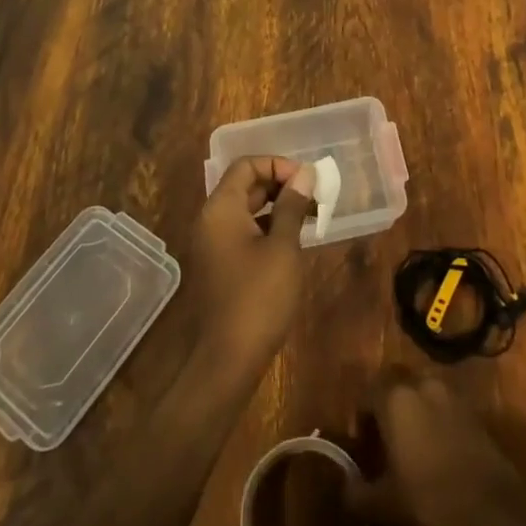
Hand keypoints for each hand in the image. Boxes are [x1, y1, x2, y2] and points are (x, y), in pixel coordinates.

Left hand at [189, 155, 316, 373]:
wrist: (228, 360)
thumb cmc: (259, 298)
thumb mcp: (283, 247)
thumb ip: (293, 206)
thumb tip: (305, 174)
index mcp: (220, 209)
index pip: (246, 165)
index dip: (278, 165)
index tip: (307, 180)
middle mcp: (211, 220)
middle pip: (245, 185)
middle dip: (281, 184)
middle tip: (315, 195)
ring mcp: (213, 244)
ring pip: (246, 209)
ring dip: (277, 206)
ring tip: (311, 215)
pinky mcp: (220, 264)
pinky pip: (243, 231)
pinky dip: (267, 226)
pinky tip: (294, 239)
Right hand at [347, 372, 525, 525]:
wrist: (498, 509)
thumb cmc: (433, 502)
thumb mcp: (385, 506)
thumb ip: (356, 492)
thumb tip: (344, 485)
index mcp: (395, 399)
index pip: (367, 393)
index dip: (361, 418)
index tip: (363, 447)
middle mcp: (421, 383)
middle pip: (394, 382)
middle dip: (385, 404)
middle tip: (384, 439)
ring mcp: (450, 391)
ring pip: (420, 389)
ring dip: (411, 407)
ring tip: (410, 444)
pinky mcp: (472, 406)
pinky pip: (442, 401)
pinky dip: (433, 416)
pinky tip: (436, 448)